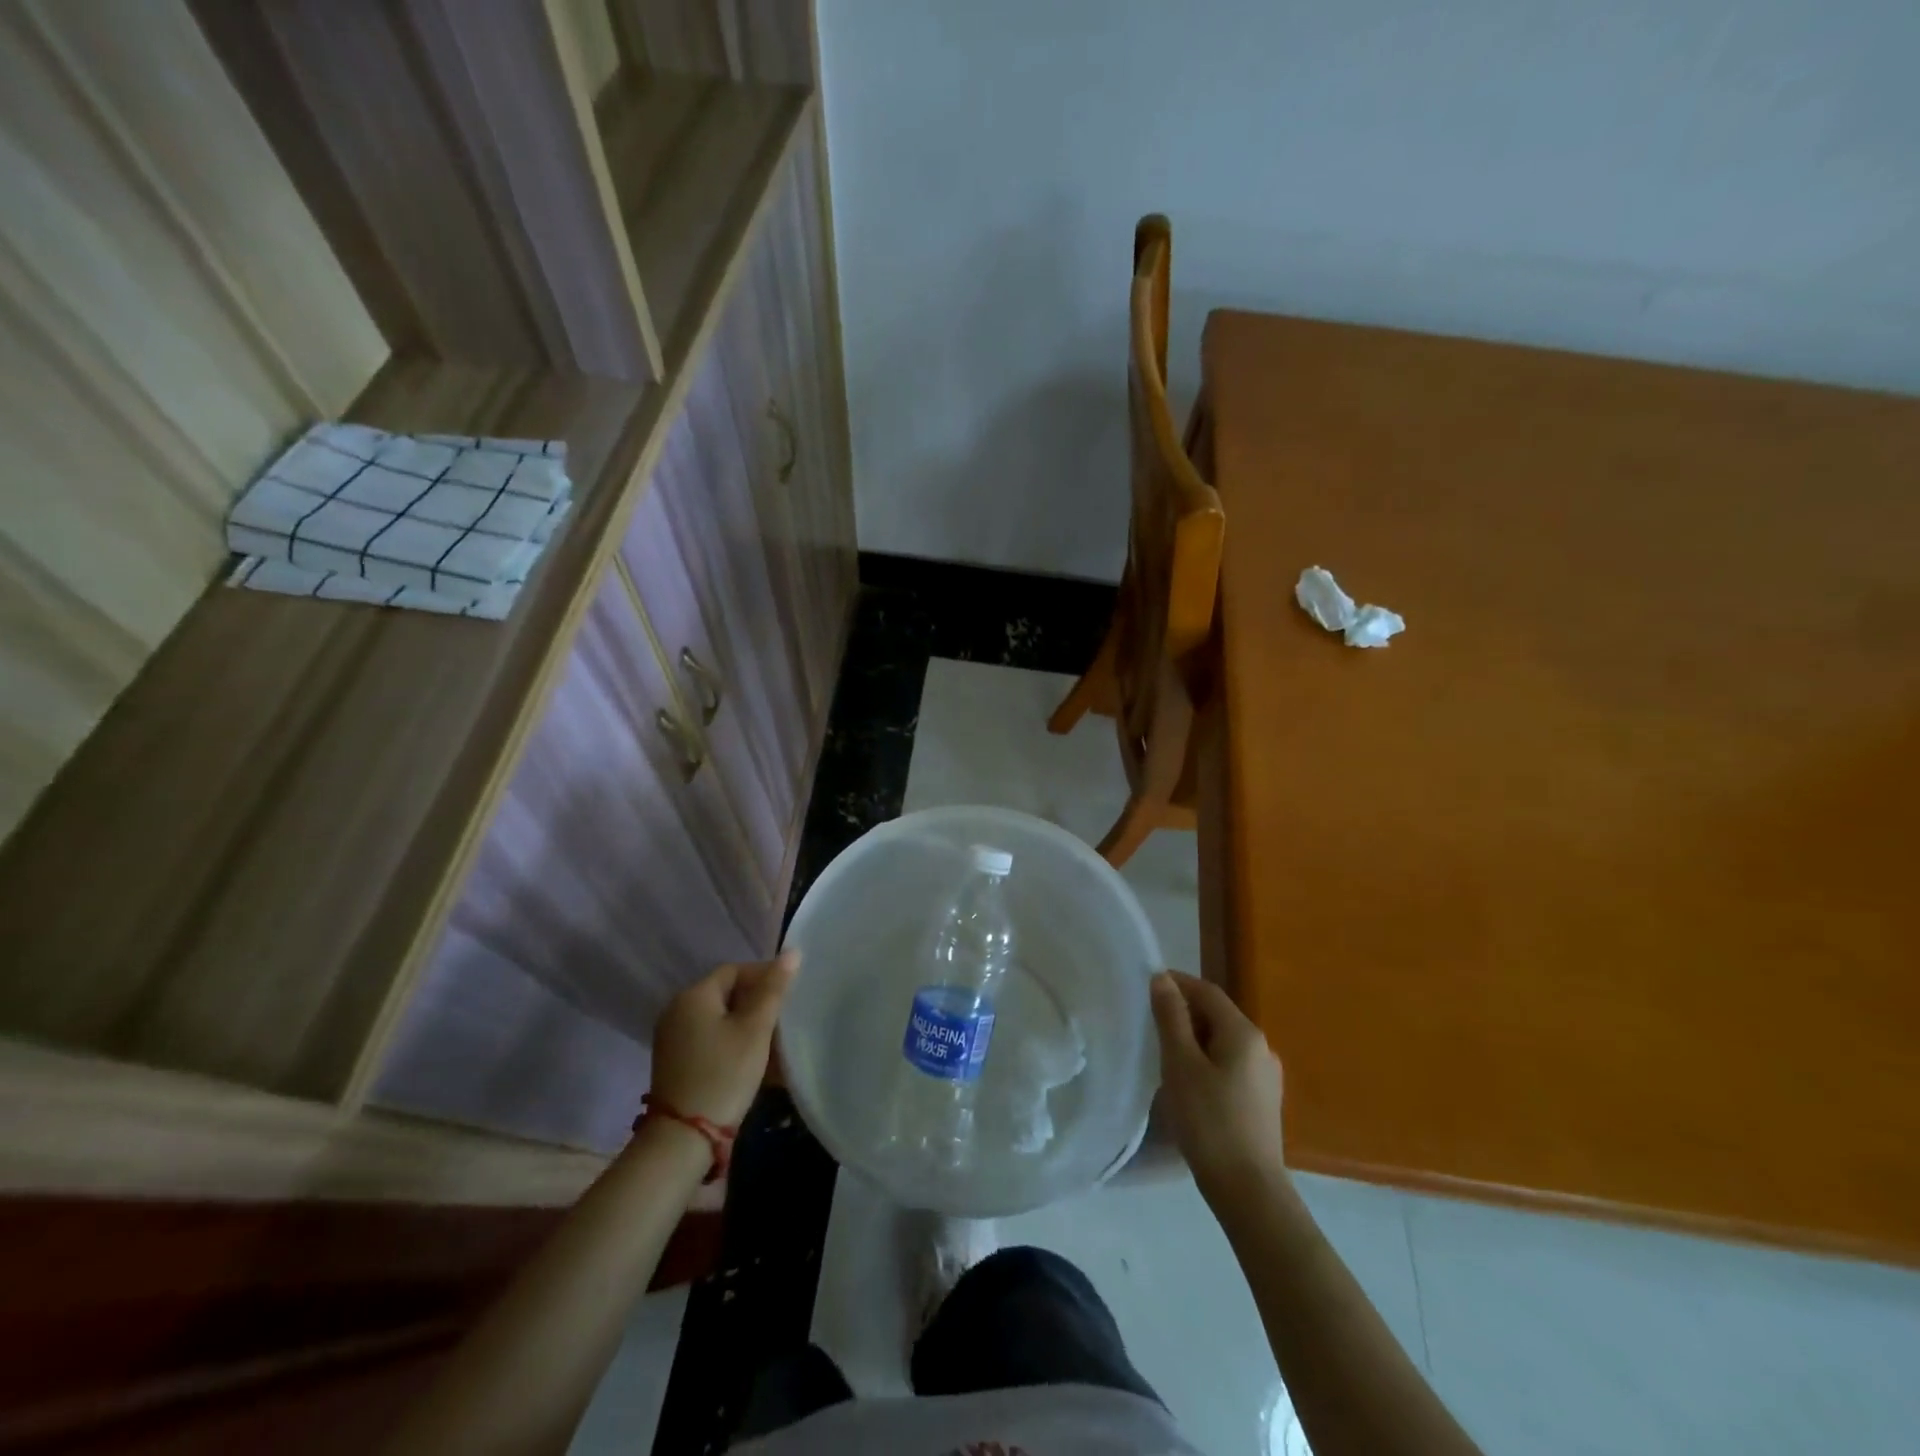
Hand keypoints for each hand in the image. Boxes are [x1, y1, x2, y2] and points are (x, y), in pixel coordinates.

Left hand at [651, 951, 798, 1126]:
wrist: (683, 1139)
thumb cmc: (724, 1074)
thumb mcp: (755, 1029)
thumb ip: (773, 989)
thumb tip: (792, 952)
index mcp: (693, 996)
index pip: (734, 970)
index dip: (764, 976)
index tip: (789, 994)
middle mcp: (677, 1011)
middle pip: (726, 994)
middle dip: (757, 1002)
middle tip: (784, 1019)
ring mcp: (673, 1038)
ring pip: (719, 1019)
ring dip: (747, 1025)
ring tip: (774, 1041)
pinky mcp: (675, 1062)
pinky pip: (710, 1039)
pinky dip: (732, 1042)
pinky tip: (753, 1060)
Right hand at [1151, 970, 1286, 1198]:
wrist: (1249, 1191)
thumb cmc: (1209, 1121)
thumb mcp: (1180, 1063)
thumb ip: (1171, 1017)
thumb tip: (1162, 978)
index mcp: (1243, 1032)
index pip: (1206, 991)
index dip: (1176, 984)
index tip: (1145, 989)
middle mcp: (1261, 1047)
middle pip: (1217, 1015)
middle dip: (1183, 1013)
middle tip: (1150, 1026)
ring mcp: (1266, 1076)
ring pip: (1223, 1042)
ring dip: (1194, 1039)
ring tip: (1164, 1055)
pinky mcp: (1263, 1101)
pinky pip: (1231, 1065)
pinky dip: (1207, 1062)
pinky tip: (1189, 1083)